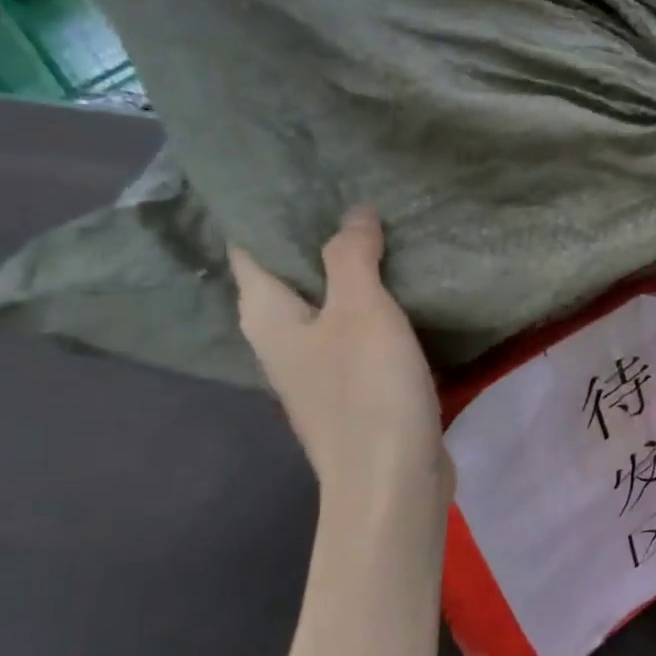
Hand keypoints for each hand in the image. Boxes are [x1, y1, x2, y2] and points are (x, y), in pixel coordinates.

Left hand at [229, 208, 451, 512]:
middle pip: (290, 274)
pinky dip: (375, 305)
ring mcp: (319, 368)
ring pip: (328, 304)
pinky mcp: (355, 388)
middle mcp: (283, 340)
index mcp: (268, 317)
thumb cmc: (367, 391)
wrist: (391, 481)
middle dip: (316, 236)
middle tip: (354, 193)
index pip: (250, 249)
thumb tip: (354, 213)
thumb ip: (351, 255)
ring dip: (351, 271)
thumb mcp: (360, 311)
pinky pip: (358, 331)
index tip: (298, 175)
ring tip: (385, 230)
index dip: (266, 211)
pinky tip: (406, 289)